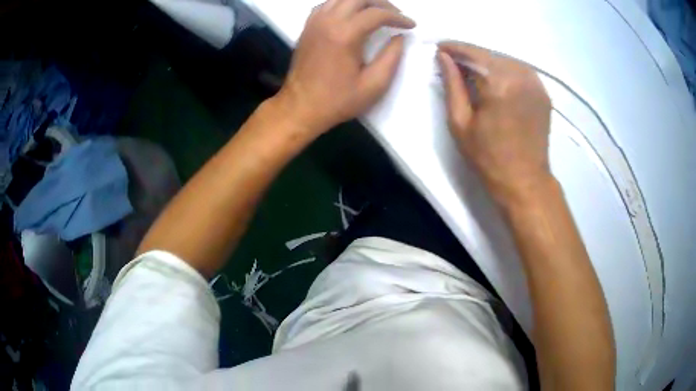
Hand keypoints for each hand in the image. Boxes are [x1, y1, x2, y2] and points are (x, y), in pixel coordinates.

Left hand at [276, 0, 414, 133]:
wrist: (300, 107)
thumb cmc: (338, 100)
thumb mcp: (374, 85)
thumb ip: (391, 57)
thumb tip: (399, 37)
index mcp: (345, 34)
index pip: (377, 13)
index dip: (398, 17)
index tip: (410, 25)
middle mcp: (328, 21)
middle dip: (382, 3)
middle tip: (395, 15)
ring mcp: (315, 22)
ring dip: (362, 2)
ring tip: (376, 13)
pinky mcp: (307, 27)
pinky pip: (327, 4)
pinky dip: (343, 4)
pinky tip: (352, 15)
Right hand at [437, 41, 553, 205]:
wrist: (525, 180)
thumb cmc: (488, 157)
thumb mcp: (460, 122)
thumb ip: (452, 84)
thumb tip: (443, 57)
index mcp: (498, 83)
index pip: (472, 52)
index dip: (454, 48)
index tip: (440, 48)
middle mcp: (520, 75)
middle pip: (489, 54)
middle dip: (469, 56)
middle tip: (453, 63)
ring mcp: (535, 82)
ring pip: (504, 60)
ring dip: (487, 63)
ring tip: (473, 74)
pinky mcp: (543, 91)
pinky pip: (519, 70)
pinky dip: (504, 71)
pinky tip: (495, 82)